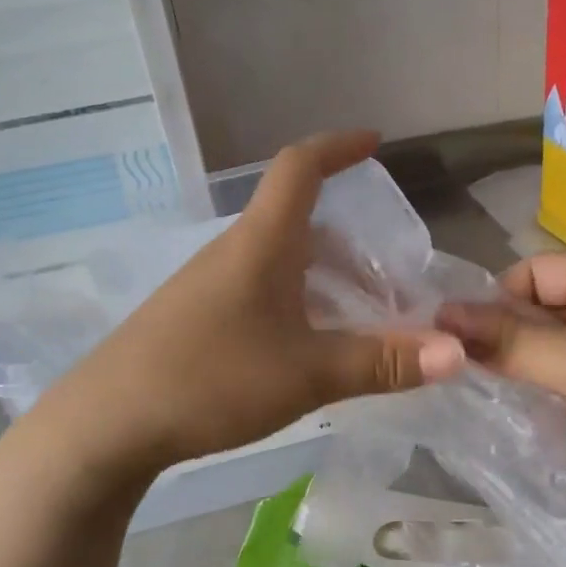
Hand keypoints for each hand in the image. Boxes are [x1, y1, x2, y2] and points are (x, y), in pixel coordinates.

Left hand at [42, 131, 465, 476]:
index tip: (375, 143)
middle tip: (391, 280)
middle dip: (351, 242)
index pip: (300, 168)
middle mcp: (233, 252)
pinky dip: (296, 303)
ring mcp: (207, 286)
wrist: (108, 423)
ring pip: (279, 263)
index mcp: (261, 243)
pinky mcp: (194, 319)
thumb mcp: (307, 374)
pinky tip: (307, 348)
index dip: (338, 147)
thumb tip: (458, 354)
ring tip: (360, 319)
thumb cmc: (211, 379)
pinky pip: (258, 292)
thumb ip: (381, 363)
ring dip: (324, 278)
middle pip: (297, 223)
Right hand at [439, 252, 565, 524]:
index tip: (465, 345)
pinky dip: (559, 393)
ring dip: (532, 370)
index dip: (495, 302)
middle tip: (475, 377)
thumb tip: (439, 315)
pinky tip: (541, 418)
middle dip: (510, 340)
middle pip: (544, 308)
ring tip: (503, 399)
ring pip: (560, 347)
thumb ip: (506, 340)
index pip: (531, 271)